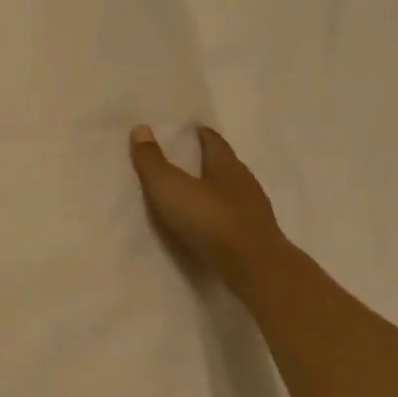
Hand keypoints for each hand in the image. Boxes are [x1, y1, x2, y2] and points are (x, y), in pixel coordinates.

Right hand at [129, 124, 288, 288]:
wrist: (254, 268)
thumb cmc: (210, 219)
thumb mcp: (170, 187)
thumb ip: (152, 161)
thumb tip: (140, 128)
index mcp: (226, 165)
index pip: (214, 142)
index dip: (201, 134)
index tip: (192, 129)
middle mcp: (244, 182)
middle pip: (226, 164)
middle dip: (209, 160)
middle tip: (188, 157)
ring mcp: (254, 211)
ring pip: (232, 192)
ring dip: (216, 189)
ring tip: (195, 191)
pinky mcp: (256, 237)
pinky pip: (234, 216)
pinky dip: (221, 214)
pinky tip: (209, 222)